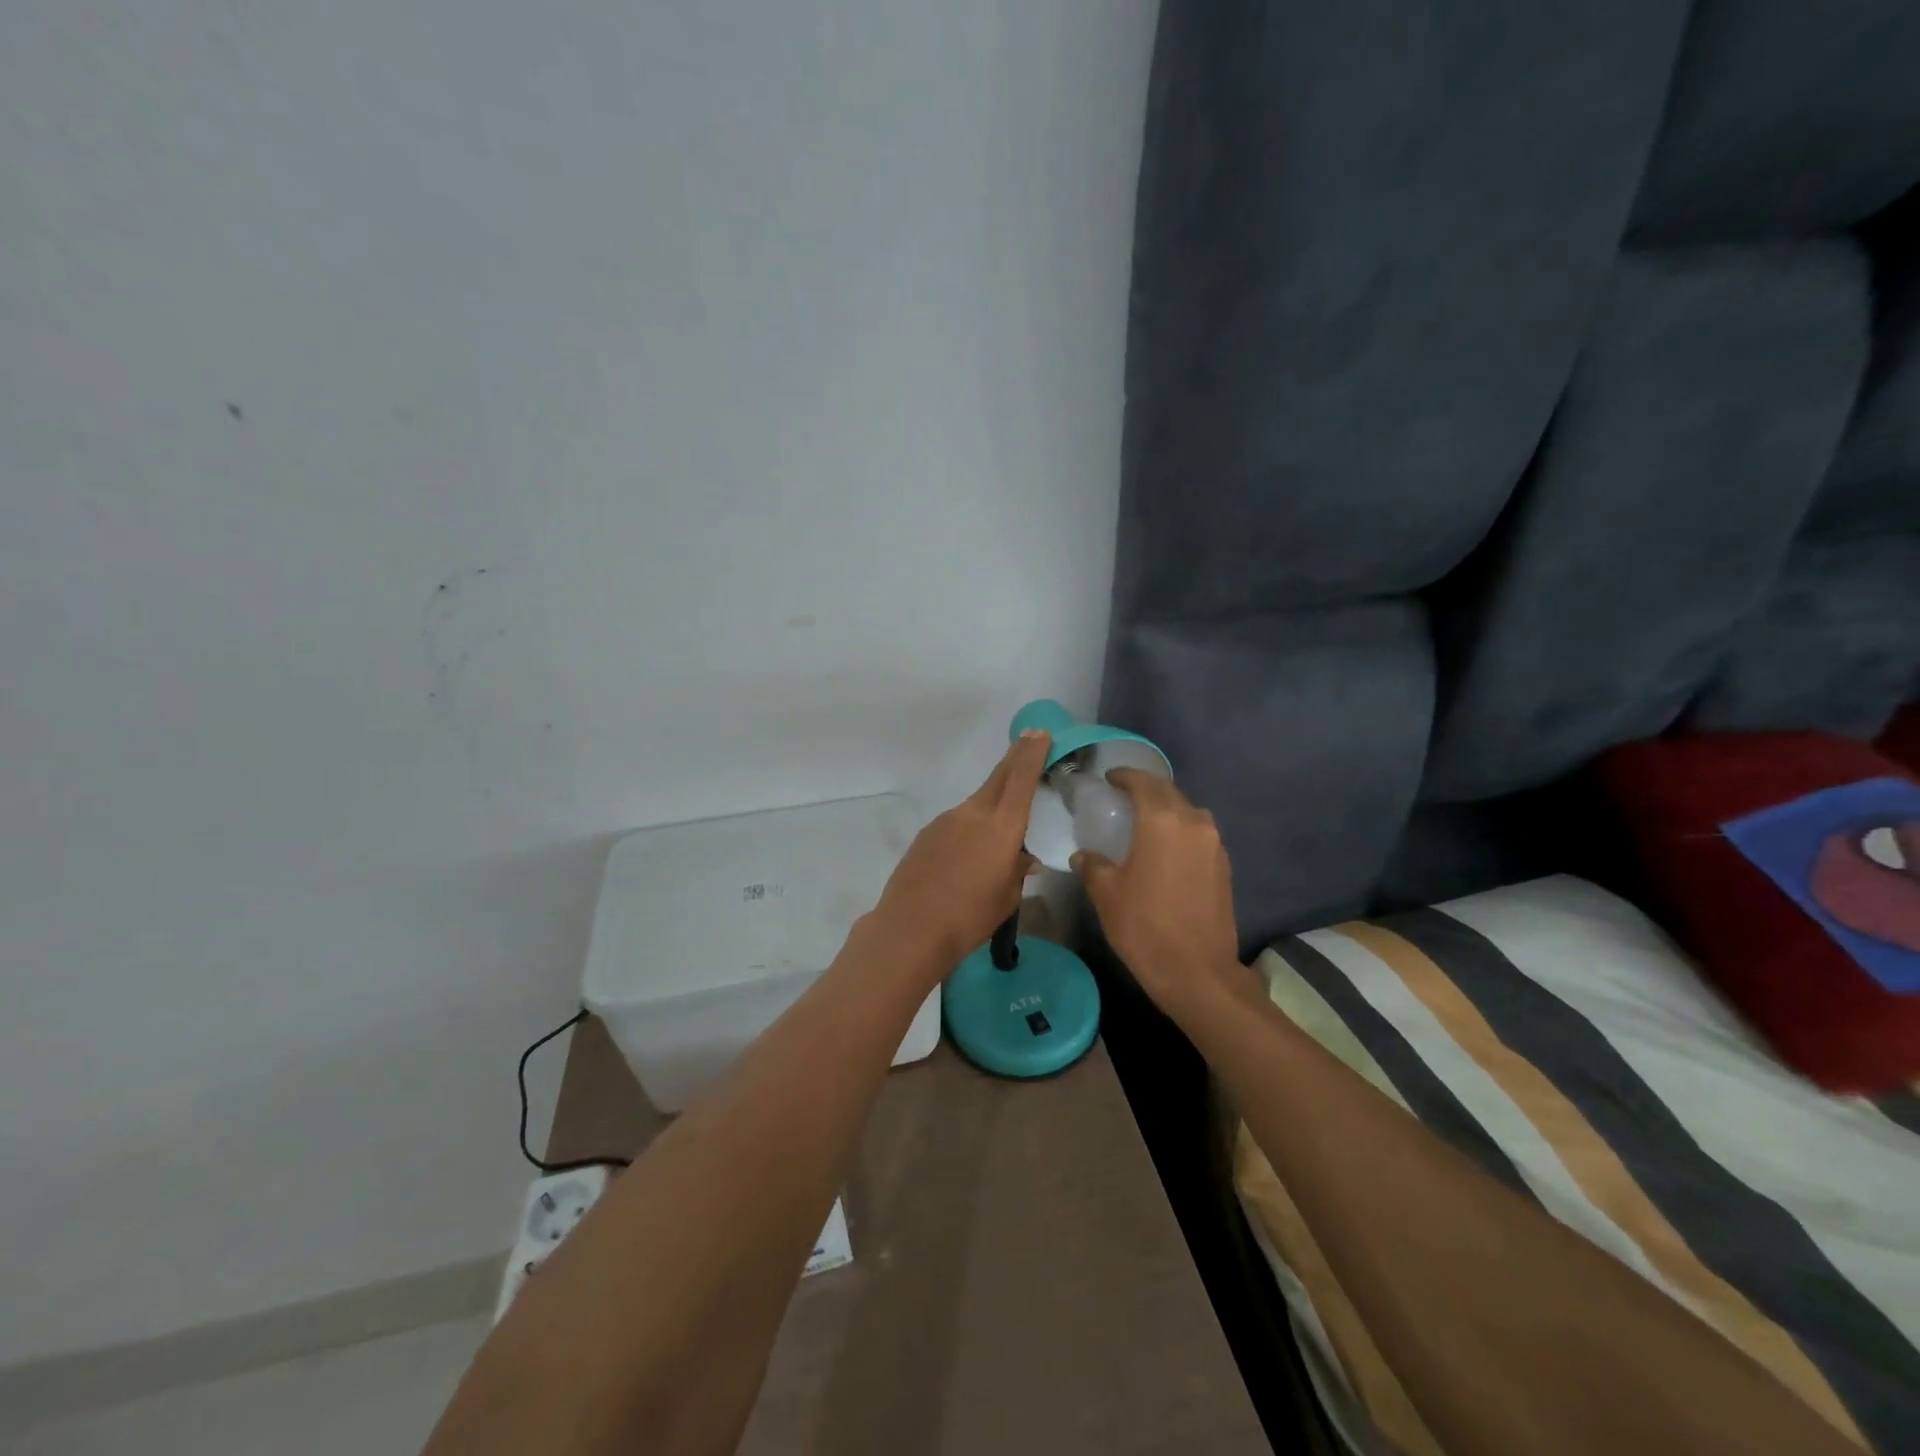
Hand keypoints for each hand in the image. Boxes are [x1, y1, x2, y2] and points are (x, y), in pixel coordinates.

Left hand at [871, 731, 1050, 974]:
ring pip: (977, 803)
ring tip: (1000, 831)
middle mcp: (973, 813)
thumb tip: (1024, 857)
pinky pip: (957, 822)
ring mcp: (946, 820)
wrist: (910, 927)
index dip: (1032, 754)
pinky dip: (970, 827)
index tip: (1040, 734)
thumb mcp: (1006, 898)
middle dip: (1016, 757)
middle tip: (1030, 741)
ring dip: (992, 804)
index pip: (1021, 779)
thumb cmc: (969, 917)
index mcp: (1001, 827)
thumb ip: (1017, 870)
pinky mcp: (928, 832)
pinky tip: (967, 854)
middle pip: (999, 777)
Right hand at [1073, 770, 1239, 1019]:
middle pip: (1169, 793)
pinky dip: (1181, 830)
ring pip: (1188, 812)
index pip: (1143, 783)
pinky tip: (1165, 849)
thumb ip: (1093, 866)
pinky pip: (1199, 834)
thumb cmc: (1145, 927)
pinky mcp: (1224, 866)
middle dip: (1146, 789)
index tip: (1109, 778)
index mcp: (1162, 822)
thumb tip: (1084, 855)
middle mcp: (1194, 823)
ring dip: (1167, 809)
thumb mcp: (1106, 894)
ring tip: (1145, 822)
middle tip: (1122, 797)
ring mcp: (1214, 845)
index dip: (1125, 776)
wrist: (1198, 972)